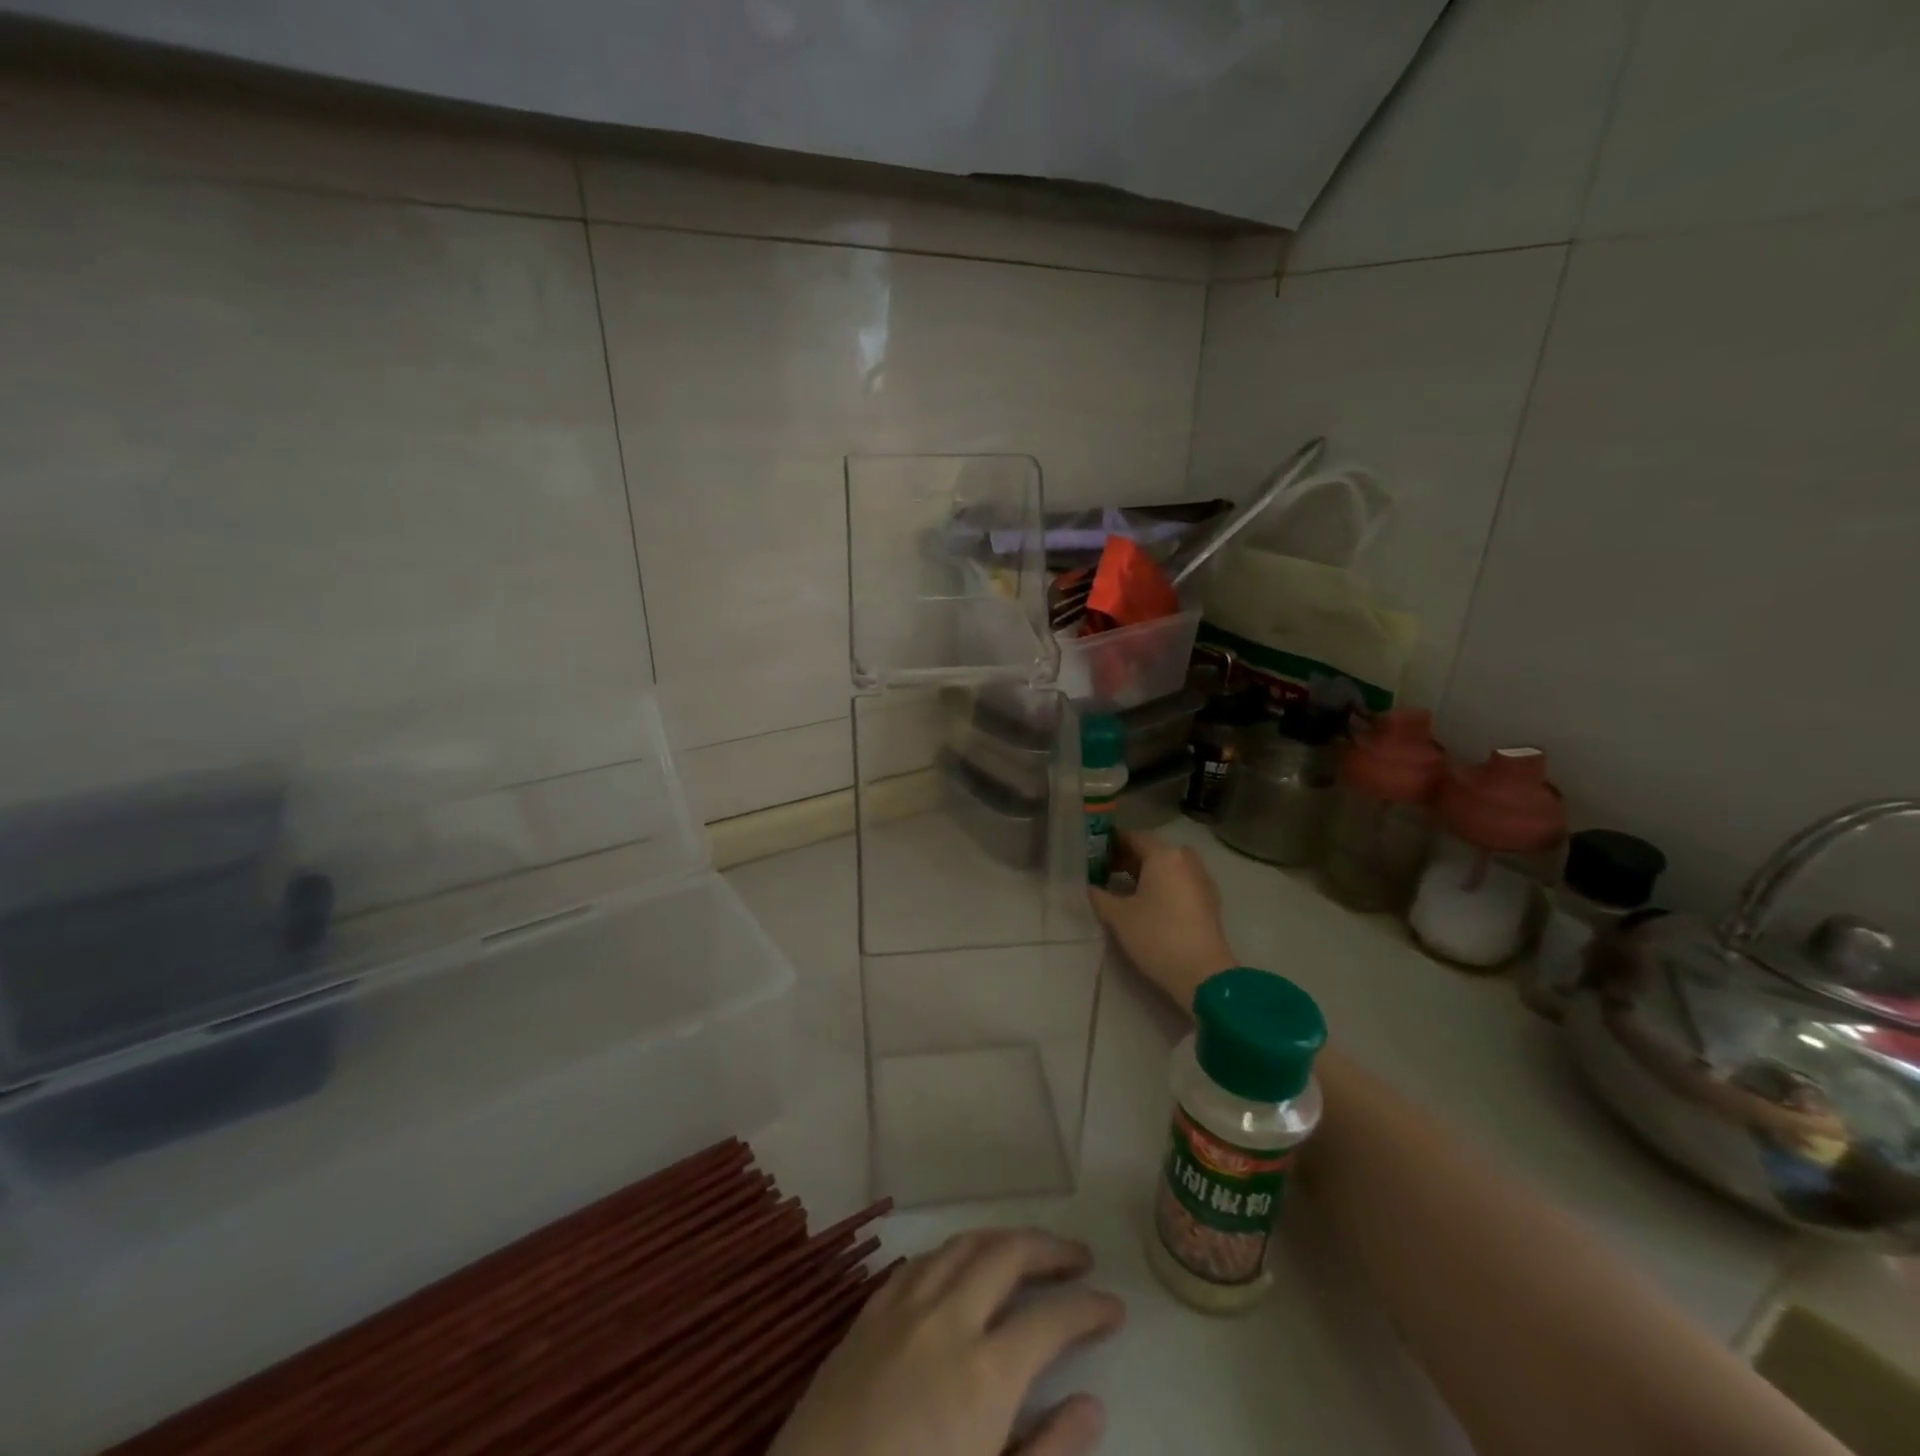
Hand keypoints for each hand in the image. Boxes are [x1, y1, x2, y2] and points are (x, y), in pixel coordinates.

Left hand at [770, 1229, 1123, 1455]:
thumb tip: (1092, 1404)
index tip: (1114, 1307)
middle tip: (1078, 1258)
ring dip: (1000, 1239)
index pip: (1051, 1320)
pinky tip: (959, 1265)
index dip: (1089, 1309)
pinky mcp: (868, 1314)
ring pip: (962, 1244)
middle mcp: (947, 1320)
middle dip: (1049, 1249)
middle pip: (1007, 1255)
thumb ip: (1047, 1453)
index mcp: (984, 1373)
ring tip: (1025, 1250)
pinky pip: (919, 1260)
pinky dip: (952, 1252)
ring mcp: (902, 1308)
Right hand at [1089, 829, 1236, 1009]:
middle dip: (1127, 858)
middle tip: (1104, 870)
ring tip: (1122, 888)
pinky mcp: (1208, 900)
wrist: (1202, 973)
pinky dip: (1162, 885)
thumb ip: (1099, 896)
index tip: (1093, 852)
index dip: (1111, 842)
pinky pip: (1179, 881)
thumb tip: (1091, 887)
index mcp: (1164, 855)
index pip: (1133, 837)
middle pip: (1152, 850)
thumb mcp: (1118, 916)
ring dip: (1145, 872)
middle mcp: (1185, 860)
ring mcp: (1201, 879)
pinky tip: (1146, 903)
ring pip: (1167, 867)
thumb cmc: (1156, 936)